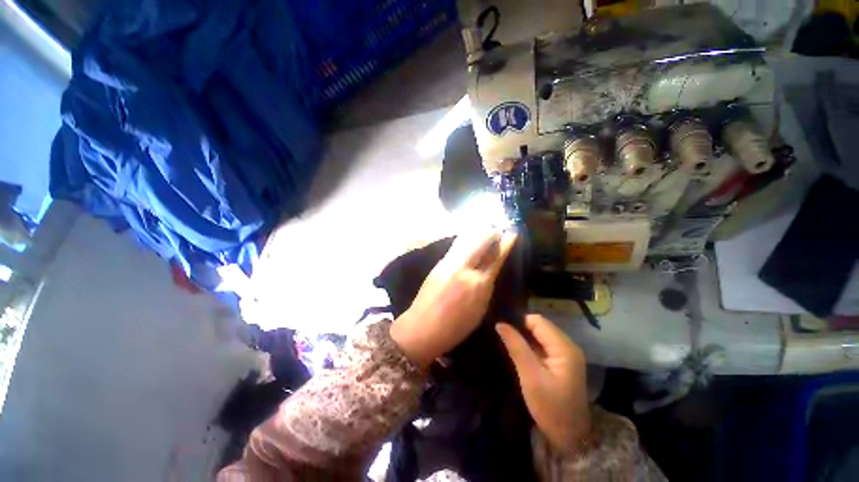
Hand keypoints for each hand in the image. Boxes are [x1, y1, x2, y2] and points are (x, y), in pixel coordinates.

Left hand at [390, 229, 516, 368]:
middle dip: (491, 233)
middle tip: (498, 231)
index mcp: (478, 284)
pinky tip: (470, 240)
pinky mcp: (438, 263)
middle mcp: (463, 268)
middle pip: (480, 240)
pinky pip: (456, 245)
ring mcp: (448, 263)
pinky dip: (466, 239)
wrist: (422, 327)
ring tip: (486, 231)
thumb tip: (491, 268)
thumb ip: (486, 286)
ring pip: (466, 239)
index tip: (512, 233)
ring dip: (478, 233)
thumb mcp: (479, 309)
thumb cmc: (455, 327)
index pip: (495, 257)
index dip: (505, 244)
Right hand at [496, 314, 590, 452]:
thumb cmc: (550, 407)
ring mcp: (566, 354)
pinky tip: (519, 350)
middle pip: (540, 326)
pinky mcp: (562, 361)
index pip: (537, 321)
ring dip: (525, 336)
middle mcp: (568, 345)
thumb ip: (516, 347)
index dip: (519, 321)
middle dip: (521, 328)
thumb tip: (500, 323)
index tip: (501, 328)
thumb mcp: (530, 376)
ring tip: (507, 341)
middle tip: (502, 335)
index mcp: (564, 347)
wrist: (569, 437)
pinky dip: (530, 345)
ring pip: (541, 334)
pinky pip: (543, 344)